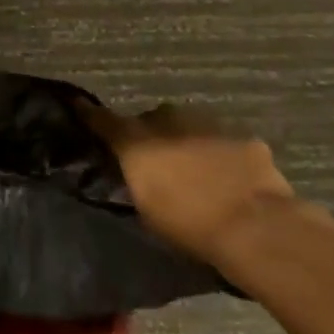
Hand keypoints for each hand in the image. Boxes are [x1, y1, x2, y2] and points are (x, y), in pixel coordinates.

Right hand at [81, 101, 320, 267]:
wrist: (256, 228)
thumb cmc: (188, 225)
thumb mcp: (146, 208)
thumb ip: (135, 180)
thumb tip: (131, 171)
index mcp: (137, 142)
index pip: (102, 120)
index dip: (89, 113)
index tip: (78, 105)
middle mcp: (168, 123)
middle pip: (152, 119)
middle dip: (151, 133)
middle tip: (156, 159)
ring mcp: (210, 126)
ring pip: (190, 126)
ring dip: (187, 141)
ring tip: (195, 168)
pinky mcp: (245, 138)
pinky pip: (225, 141)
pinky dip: (222, 154)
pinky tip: (230, 176)